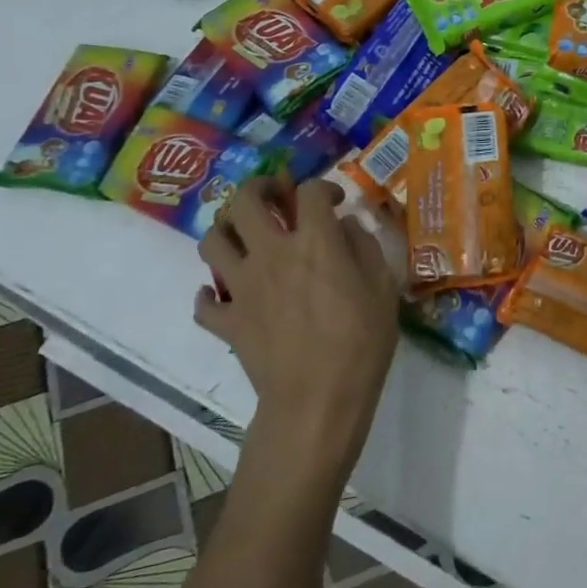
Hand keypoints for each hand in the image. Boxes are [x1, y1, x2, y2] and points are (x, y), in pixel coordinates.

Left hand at [196, 177, 398, 481]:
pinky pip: (204, 302)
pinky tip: (225, 294)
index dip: (323, 187)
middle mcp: (271, 253)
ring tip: (244, 237)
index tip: (334, 200)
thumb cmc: (361, 342)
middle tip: (274, 197)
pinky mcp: (227, 320)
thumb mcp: (383, 288)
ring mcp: (242, 287)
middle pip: (245, 201)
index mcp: (314, 241)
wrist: (317, 400)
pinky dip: (210, 294)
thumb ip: (365, 247)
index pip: (309, 191)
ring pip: (213, 240)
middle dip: (259, 189)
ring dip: (226, 230)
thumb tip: (347, 226)